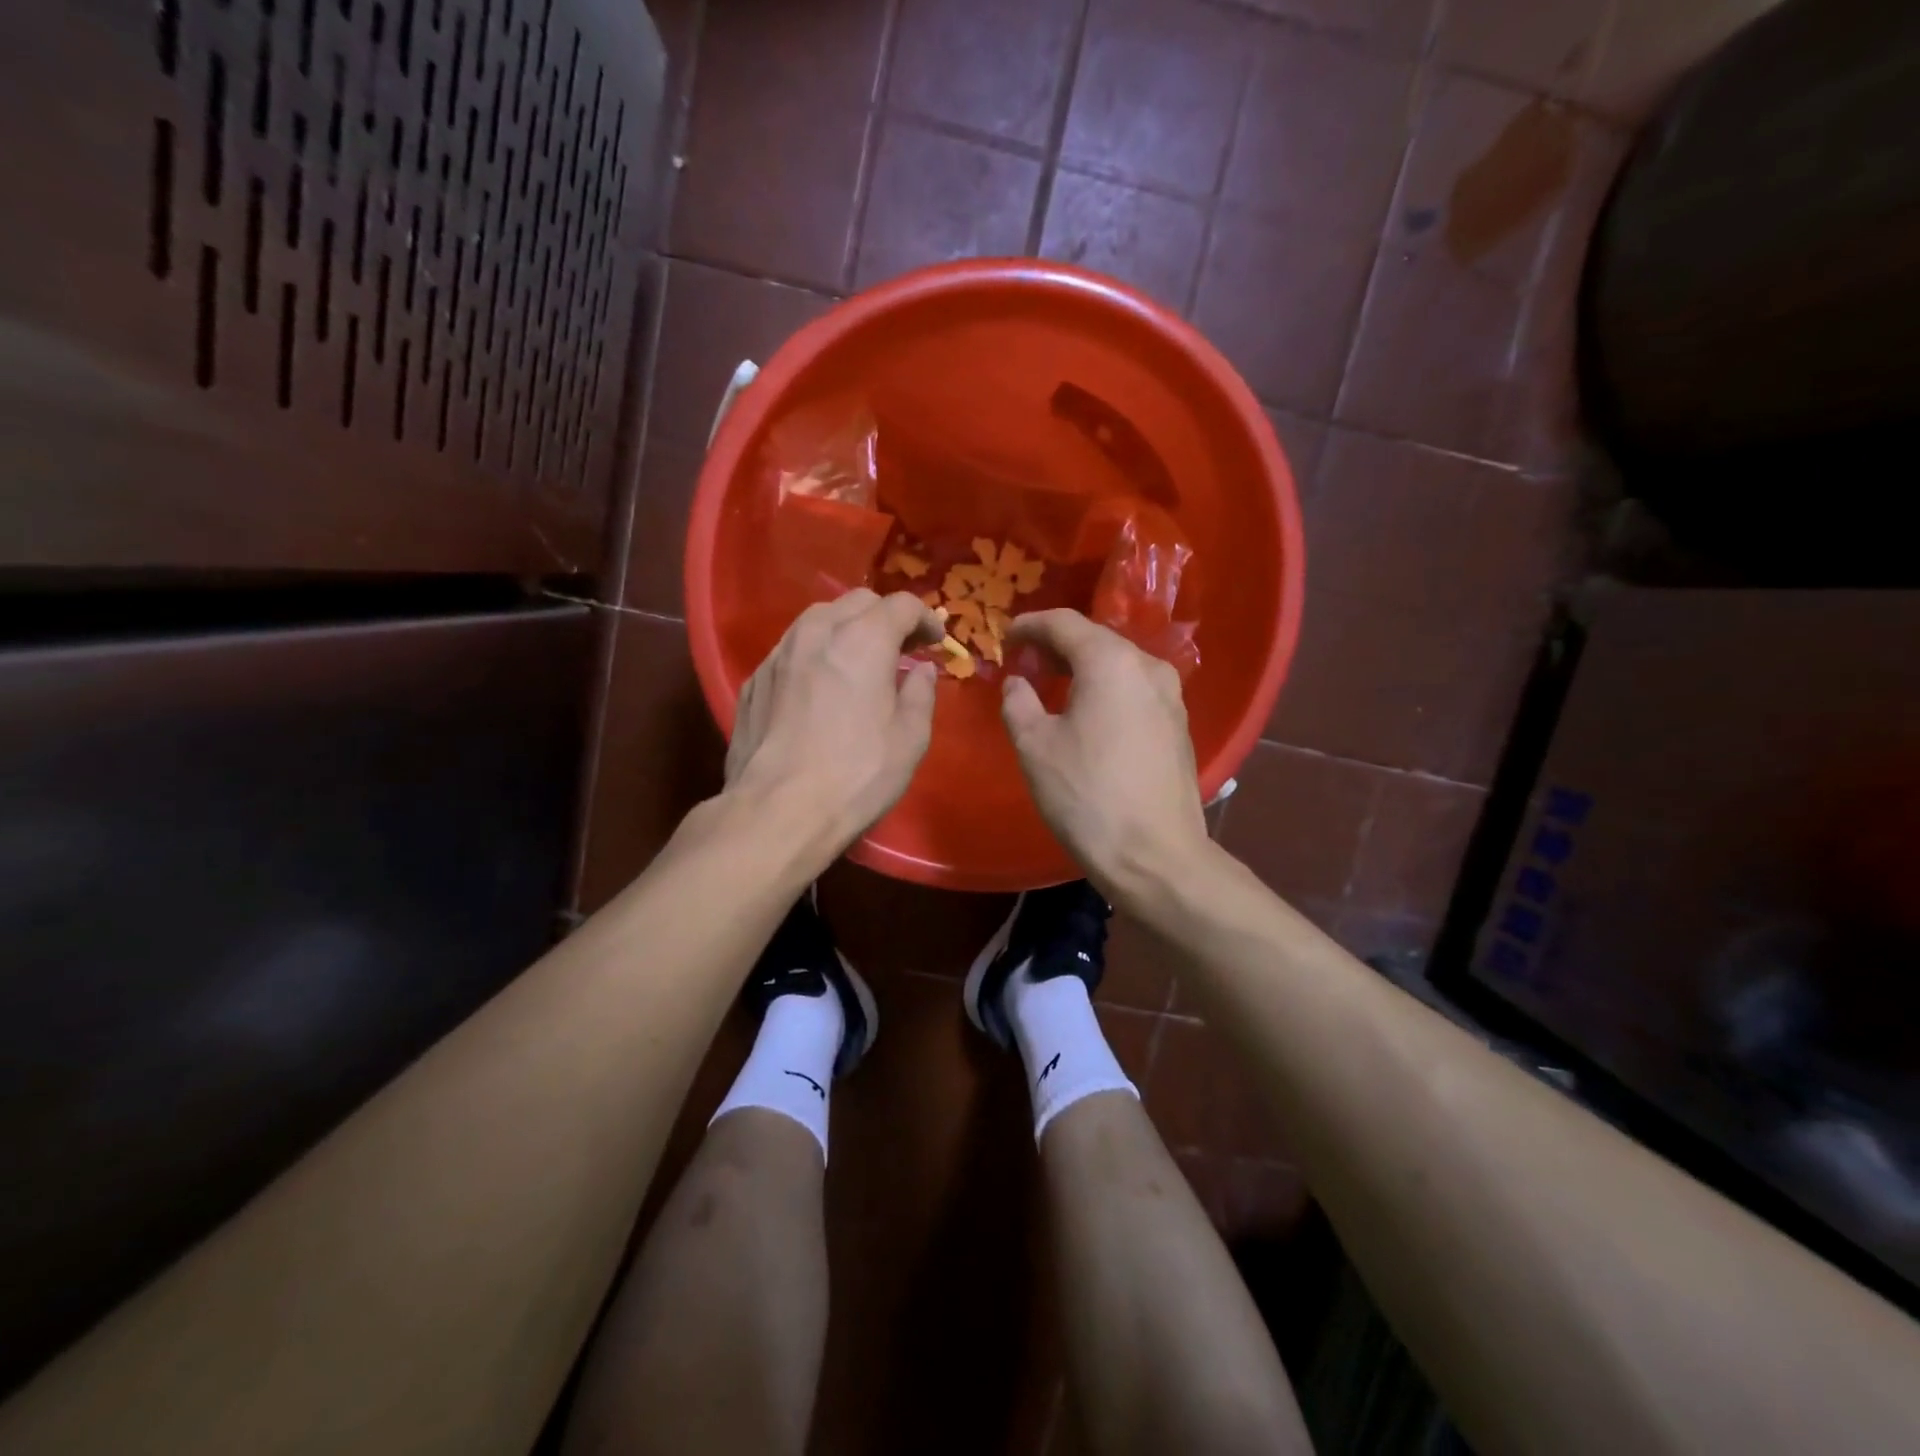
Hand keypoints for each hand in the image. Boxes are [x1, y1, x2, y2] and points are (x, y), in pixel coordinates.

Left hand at [726, 589, 944, 852]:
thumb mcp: (909, 739)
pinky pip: (792, 650)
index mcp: (862, 640)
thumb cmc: (857, 775)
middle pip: (857, 602)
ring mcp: (779, 654)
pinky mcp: (754, 680)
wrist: (777, 811)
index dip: (925, 618)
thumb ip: (920, 694)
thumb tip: (921, 671)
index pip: (900, 605)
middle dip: (885, 617)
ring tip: (860, 660)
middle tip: (902, 648)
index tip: (935, 641)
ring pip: (818, 619)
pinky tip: (820, 685)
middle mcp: (817, 633)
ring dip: (846, 629)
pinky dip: (815, 654)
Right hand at [1001, 610, 1210, 898]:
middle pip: (1096, 640)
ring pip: (1119, 665)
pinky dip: (1107, 689)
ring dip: (1084, 667)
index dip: (1030, 626)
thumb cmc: (1087, 796)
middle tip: (1026, 662)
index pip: (1064, 623)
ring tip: (1054, 685)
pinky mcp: (1179, 725)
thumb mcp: (1035, 746)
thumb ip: (1018, 702)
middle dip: (1057, 646)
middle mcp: (1148, 667)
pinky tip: (1089, 713)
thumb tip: (1018, 682)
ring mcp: (1171, 697)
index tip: (1006, 637)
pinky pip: (1135, 690)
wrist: (1155, 855)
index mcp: (1111, 662)